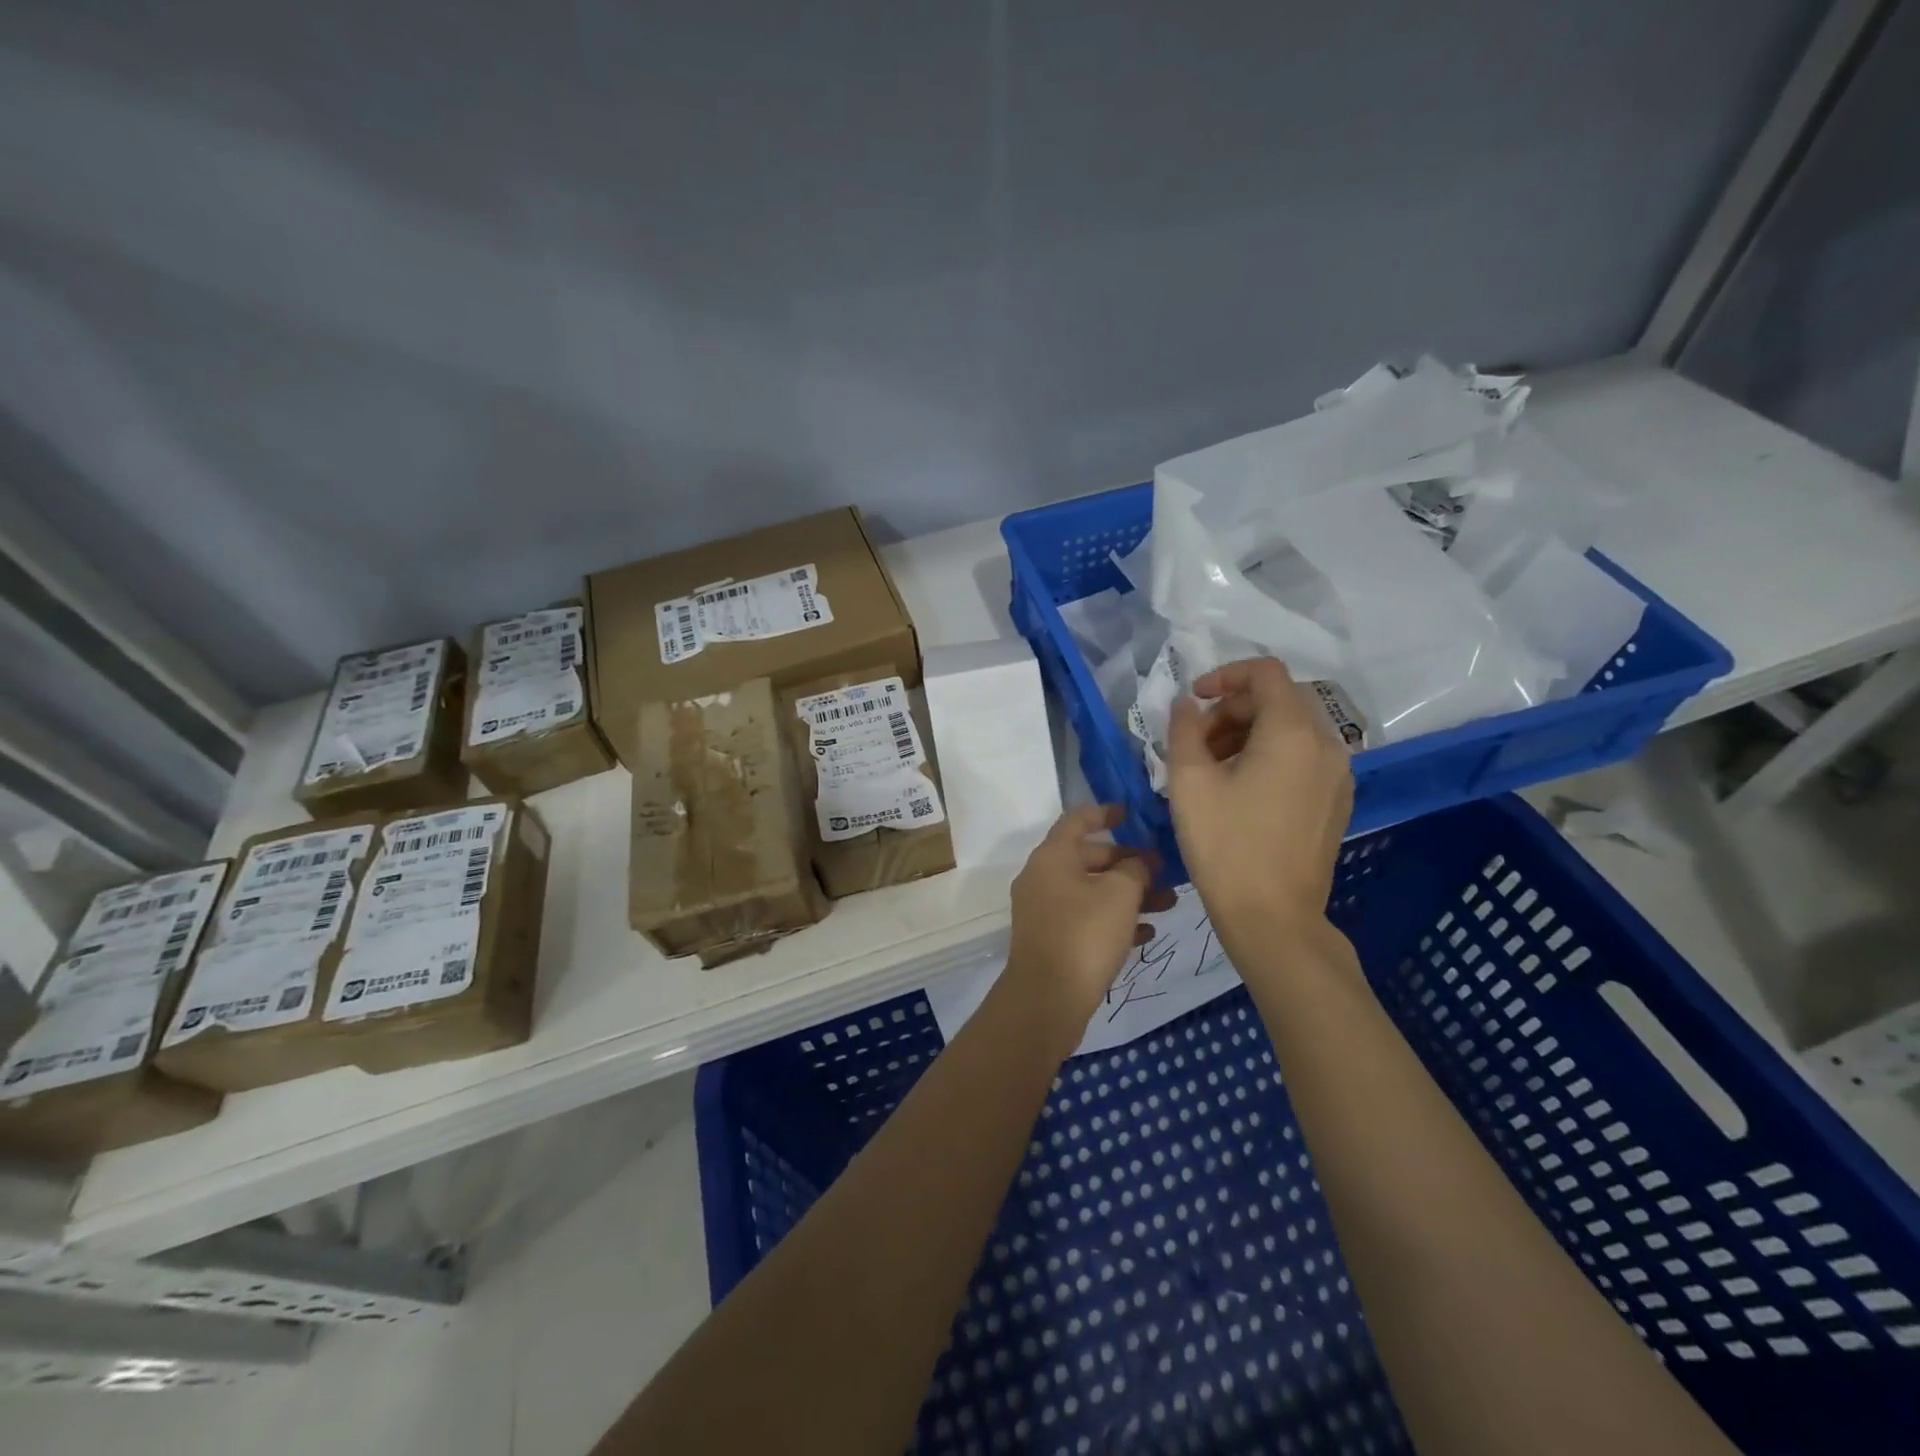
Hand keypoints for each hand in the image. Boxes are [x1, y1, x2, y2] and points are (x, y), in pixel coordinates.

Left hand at [1005, 805, 1177, 1037]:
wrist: (1047, 999)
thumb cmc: (1085, 934)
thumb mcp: (1120, 894)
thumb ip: (1136, 869)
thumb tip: (1141, 862)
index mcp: (1052, 856)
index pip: (1078, 820)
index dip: (1106, 812)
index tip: (1132, 813)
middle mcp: (1042, 877)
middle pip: (1089, 858)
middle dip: (1129, 863)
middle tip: (1165, 872)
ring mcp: (1044, 911)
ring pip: (1092, 892)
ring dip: (1129, 894)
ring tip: (1169, 905)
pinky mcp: (1052, 940)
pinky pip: (1086, 919)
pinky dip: (1114, 920)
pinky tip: (1146, 934)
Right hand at [1165, 658, 1353, 948]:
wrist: (1272, 917)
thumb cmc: (1225, 845)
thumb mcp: (1189, 782)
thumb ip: (1184, 730)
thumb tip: (1187, 705)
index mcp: (1292, 732)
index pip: (1265, 673)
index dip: (1225, 676)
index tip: (1194, 700)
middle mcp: (1326, 744)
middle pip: (1280, 699)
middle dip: (1234, 709)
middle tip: (1197, 742)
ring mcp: (1338, 774)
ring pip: (1293, 729)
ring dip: (1250, 733)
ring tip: (1214, 768)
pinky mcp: (1337, 800)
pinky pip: (1304, 757)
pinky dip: (1271, 755)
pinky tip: (1242, 790)